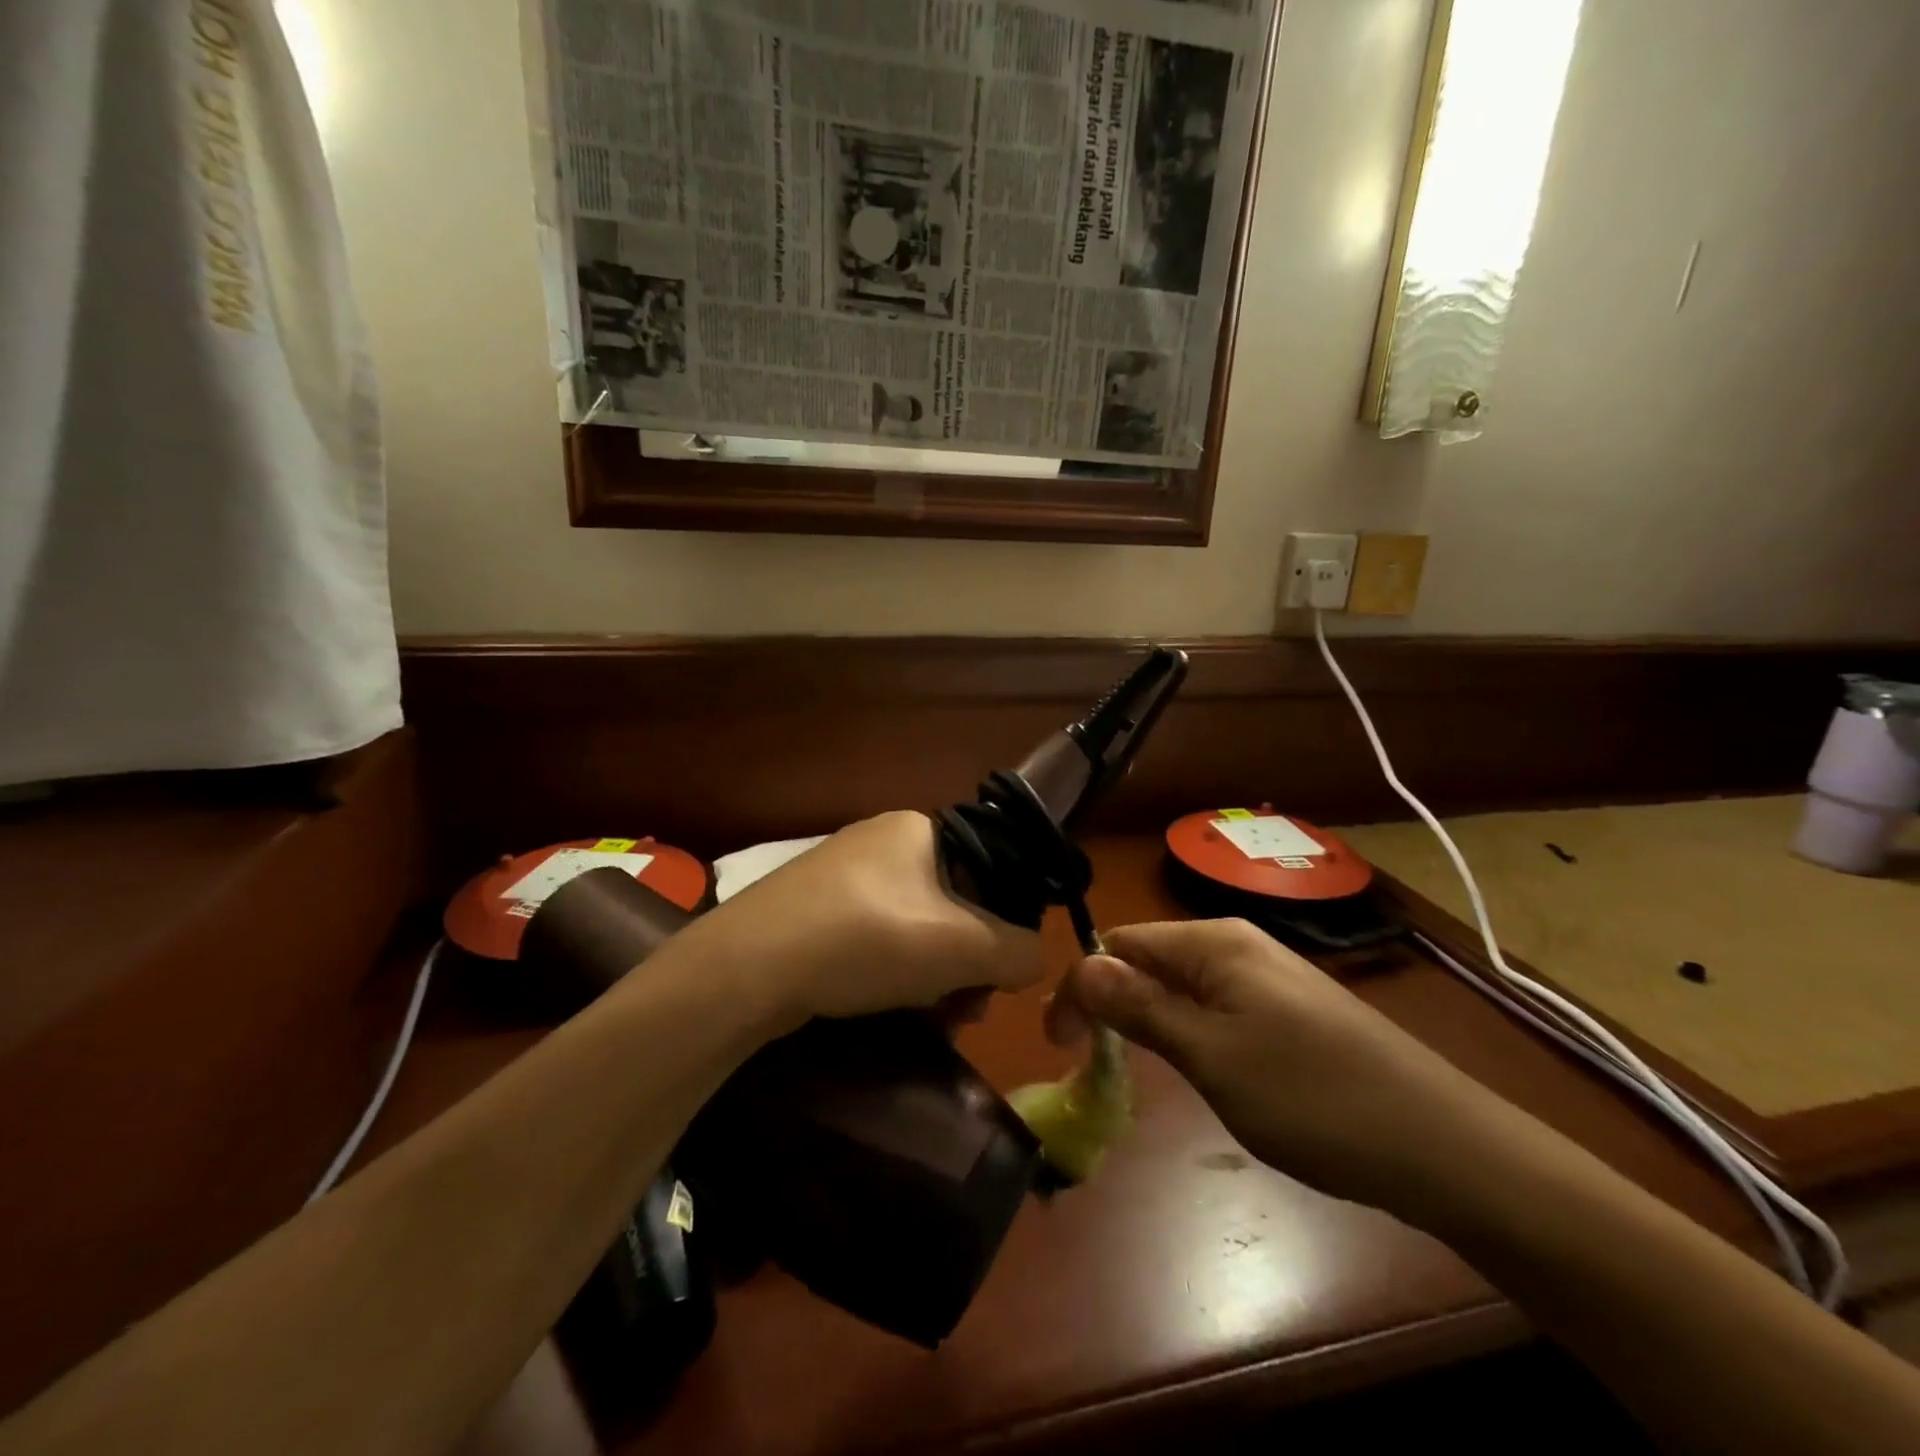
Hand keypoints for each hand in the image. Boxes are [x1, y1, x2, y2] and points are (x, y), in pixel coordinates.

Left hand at [706, 811, 1047, 1026]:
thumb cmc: (866, 940)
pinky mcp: (814, 907)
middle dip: (966, 960)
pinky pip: (875, 935)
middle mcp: (882, 840)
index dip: (1004, 924)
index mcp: (920, 828)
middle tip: (964, 1009)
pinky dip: (892, 970)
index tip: (998, 977)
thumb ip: (1017, 951)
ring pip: (915, 925)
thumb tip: (1035, 959)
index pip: (991, 870)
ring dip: (933, 973)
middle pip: (953, 903)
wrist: (746, 968)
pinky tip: (885, 1003)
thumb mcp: (960, 947)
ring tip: (929, 1016)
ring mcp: (843, 872)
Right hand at [1051, 919, 1512, 1218]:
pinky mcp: (1288, 1010)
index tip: (1060, 1047)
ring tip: (1136, 1072)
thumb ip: (1141, 1008)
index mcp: (1213, 942)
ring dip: (1147, 1022)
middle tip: (1091, 1066)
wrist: (1444, 1146)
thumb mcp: (1211, 1056)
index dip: (1081, 988)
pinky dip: (1187, 1034)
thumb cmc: (1313, 1098)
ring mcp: (1267, 977)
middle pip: (1148, 960)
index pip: (1118, 944)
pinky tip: (1197, 1070)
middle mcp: (1236, 945)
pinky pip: (1215, 1008)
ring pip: (1180, 987)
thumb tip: (1082, 966)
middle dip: (1111, 1005)